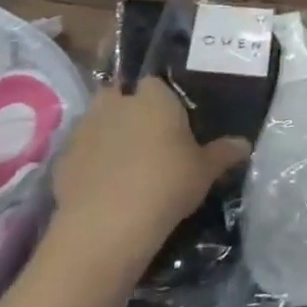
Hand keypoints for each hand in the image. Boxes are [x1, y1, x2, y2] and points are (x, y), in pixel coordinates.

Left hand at [48, 78, 249, 264]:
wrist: (107, 226)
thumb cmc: (166, 183)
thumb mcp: (205, 171)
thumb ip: (224, 152)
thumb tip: (244, 144)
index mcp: (154, 97)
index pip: (156, 81)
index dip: (162, 98)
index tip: (172, 118)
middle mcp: (117, 103)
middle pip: (120, 94)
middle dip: (129, 108)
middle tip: (147, 135)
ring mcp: (85, 130)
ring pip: (97, 121)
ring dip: (107, 134)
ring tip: (124, 161)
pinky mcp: (62, 160)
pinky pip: (80, 152)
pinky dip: (89, 162)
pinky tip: (102, 185)